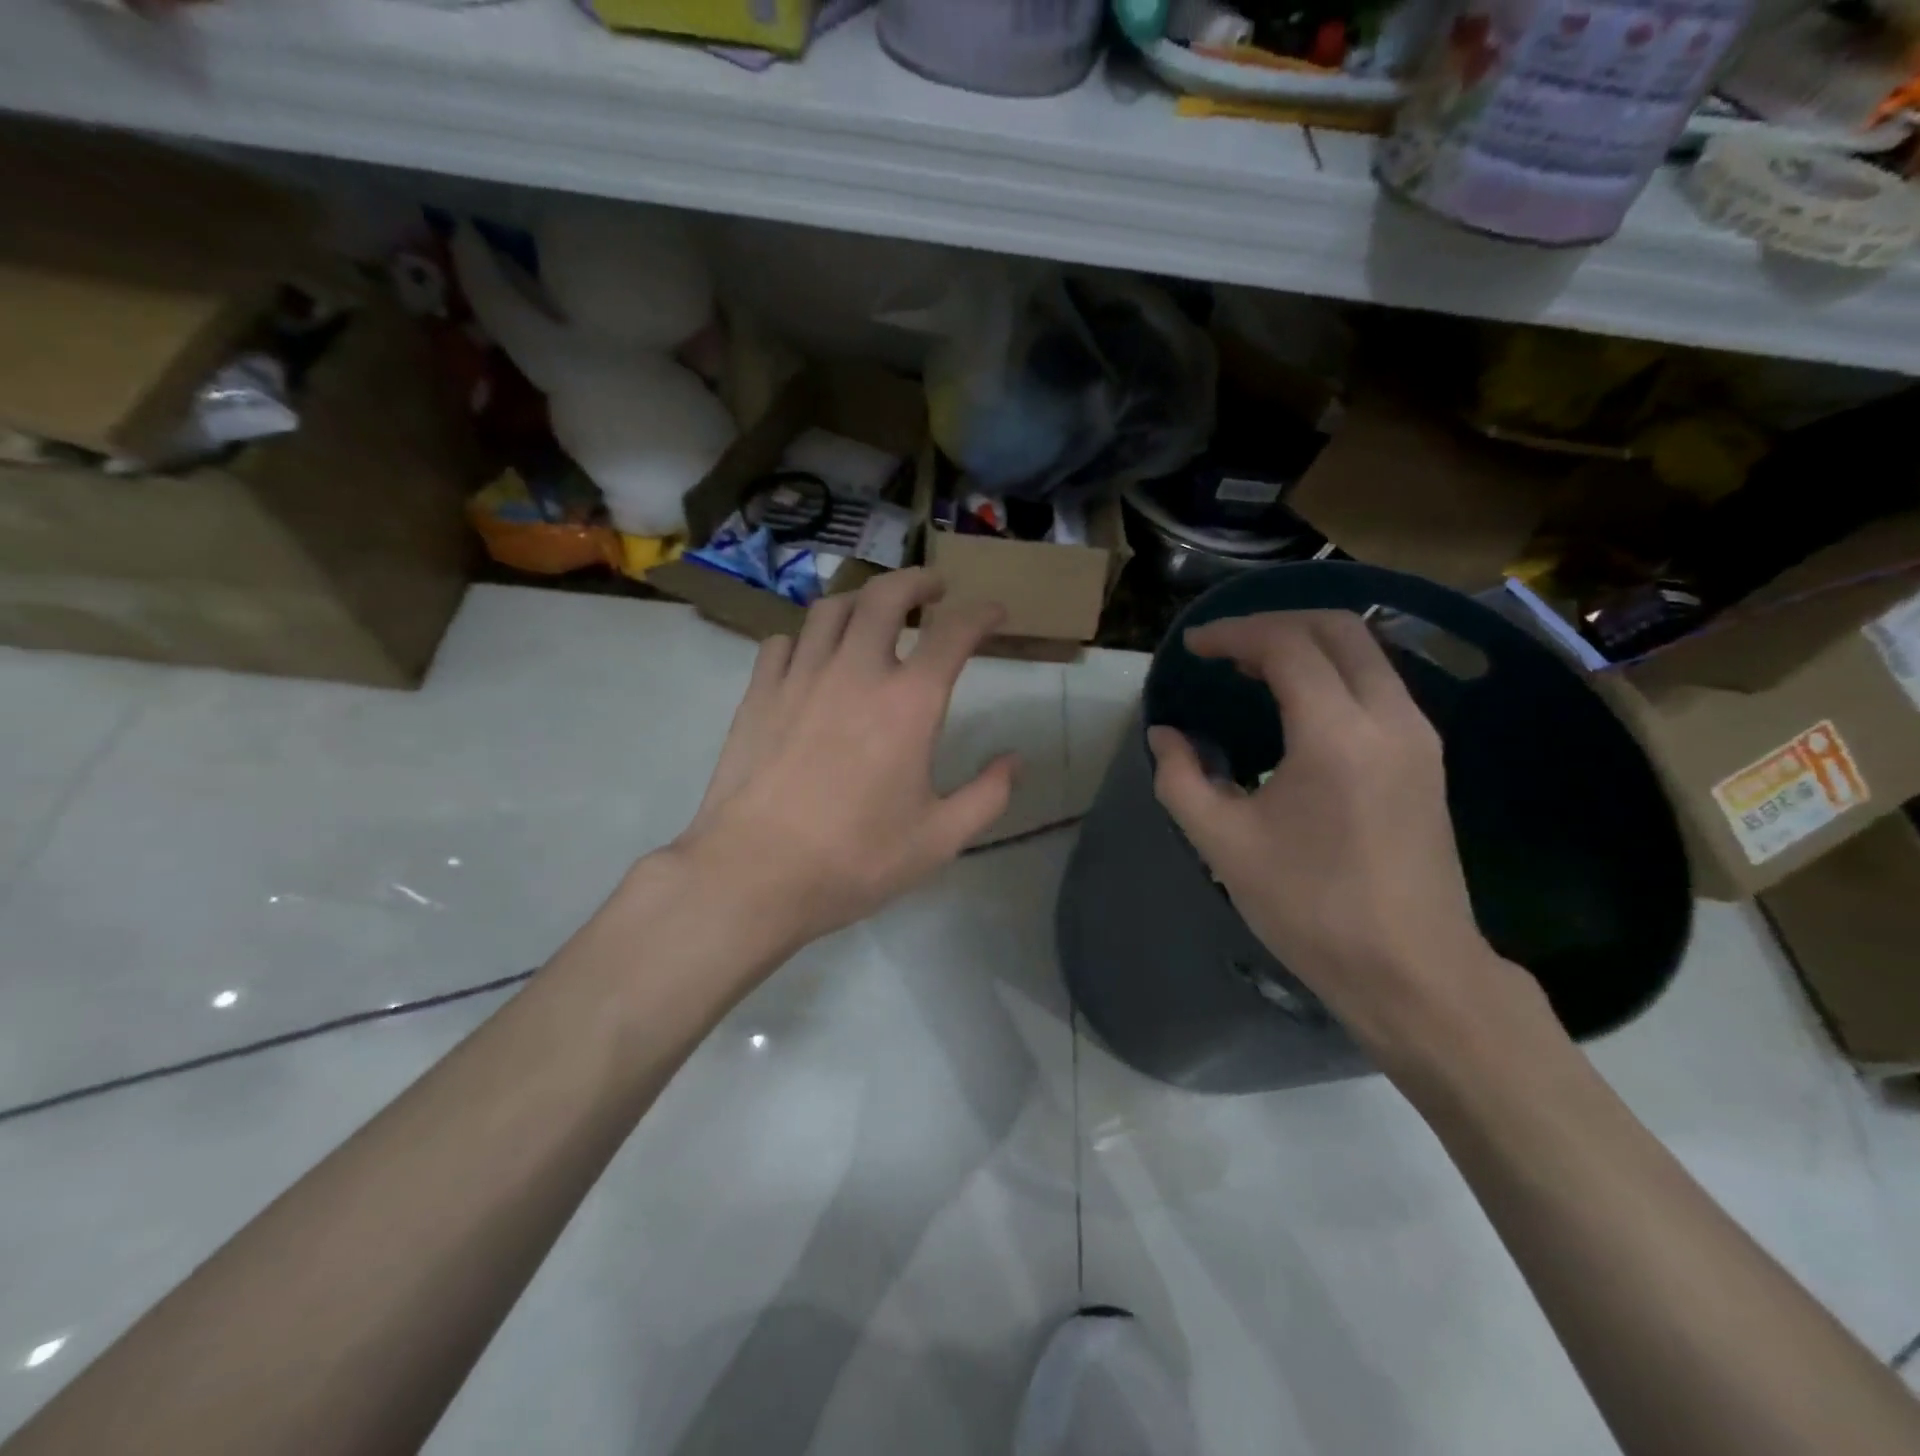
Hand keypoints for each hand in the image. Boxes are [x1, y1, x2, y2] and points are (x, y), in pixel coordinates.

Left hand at [674, 569, 1017, 953]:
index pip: (953, 633)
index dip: (981, 614)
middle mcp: (855, 672)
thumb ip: (988, 796)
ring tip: (874, 612)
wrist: (754, 874)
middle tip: (933, 589)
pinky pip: (783, 641)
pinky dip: (806, 638)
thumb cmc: (855, 860)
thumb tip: (1014, 761)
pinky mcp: (758, 693)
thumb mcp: (939, 839)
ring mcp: (800, 677)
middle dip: (917, 581)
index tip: (995, 611)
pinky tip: (812, 657)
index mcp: (908, 703)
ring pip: (830, 608)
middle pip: (886, 595)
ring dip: (861, 599)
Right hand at [1148, 611, 1530, 1061]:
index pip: (1286, 646)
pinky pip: (1378, 684)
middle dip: (1275, 624)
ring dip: (1307, 646)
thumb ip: (1181, 779)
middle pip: (1338, 629)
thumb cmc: (1311, 909)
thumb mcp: (1223, 845)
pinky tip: (1296, 705)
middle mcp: (1390, 718)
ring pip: (1365, 652)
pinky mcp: (1427, 758)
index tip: (1193, 648)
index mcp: (1337, 735)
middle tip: (1224, 649)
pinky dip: (1332, 672)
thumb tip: (1164, 736)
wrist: (1413, 972)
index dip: (1234, 635)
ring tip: (1252, 670)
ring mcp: (1418, 736)